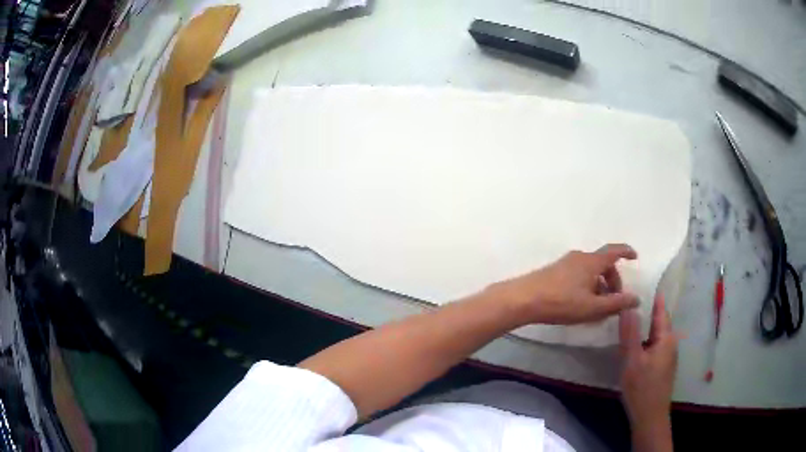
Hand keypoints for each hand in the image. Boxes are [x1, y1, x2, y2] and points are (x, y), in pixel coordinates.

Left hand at [491, 244, 638, 324]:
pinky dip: (587, 287)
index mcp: (592, 261)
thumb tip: (636, 299)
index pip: (614, 251)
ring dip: (599, 286)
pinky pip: (578, 276)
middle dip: (613, 281)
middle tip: (614, 301)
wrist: (523, 299)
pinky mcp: (554, 272)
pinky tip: (581, 305)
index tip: (635, 257)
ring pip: (590, 272)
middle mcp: (580, 257)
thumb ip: (616, 304)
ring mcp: (565, 263)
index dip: (626, 252)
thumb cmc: (562, 302)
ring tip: (598, 308)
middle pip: (603, 264)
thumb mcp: (593, 307)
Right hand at [619, 294, 677, 428]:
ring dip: (646, 326)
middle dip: (648, 310)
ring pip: (656, 335)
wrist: (650, 417)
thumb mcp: (632, 360)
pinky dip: (646, 340)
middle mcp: (670, 343)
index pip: (661, 310)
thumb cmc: (642, 388)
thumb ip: (629, 334)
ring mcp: (667, 356)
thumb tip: (627, 306)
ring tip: (630, 319)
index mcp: (666, 338)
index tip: (644, 282)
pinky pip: (655, 346)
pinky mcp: (662, 367)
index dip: (654, 296)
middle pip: (659, 322)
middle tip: (631, 300)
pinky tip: (635, 345)